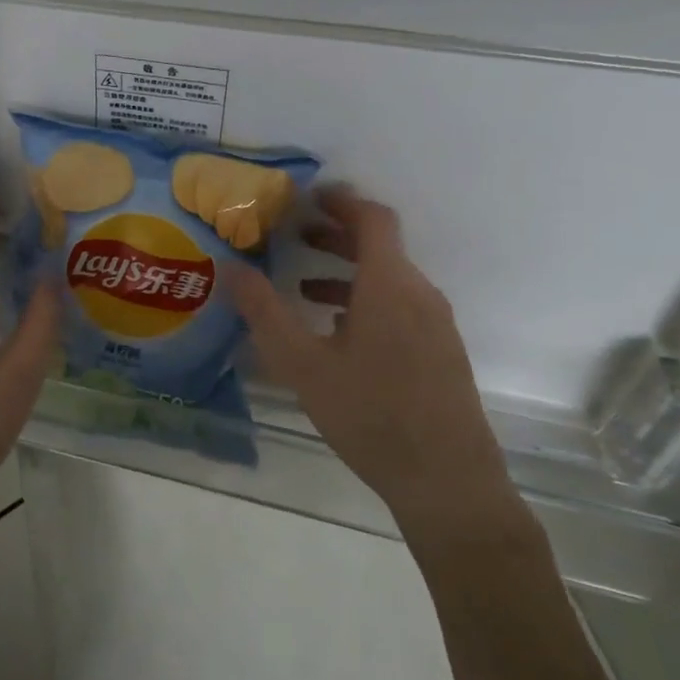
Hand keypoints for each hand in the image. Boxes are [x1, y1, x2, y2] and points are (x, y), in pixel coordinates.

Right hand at [226, 185, 521, 544]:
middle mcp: (420, 294)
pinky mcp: (441, 353)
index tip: (307, 197)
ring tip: (304, 288)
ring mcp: (436, 325)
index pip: (373, 219)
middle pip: (380, 247)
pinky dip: (366, 300)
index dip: (341, 201)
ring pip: (389, 279)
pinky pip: (401, 307)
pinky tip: (337, 333)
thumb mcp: (303, 364)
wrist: (449, 483)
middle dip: (336, 236)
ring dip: (348, 271)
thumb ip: (264, 312)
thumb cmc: (371, 414)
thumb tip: (230, 268)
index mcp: (390, 285)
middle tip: (293, 237)